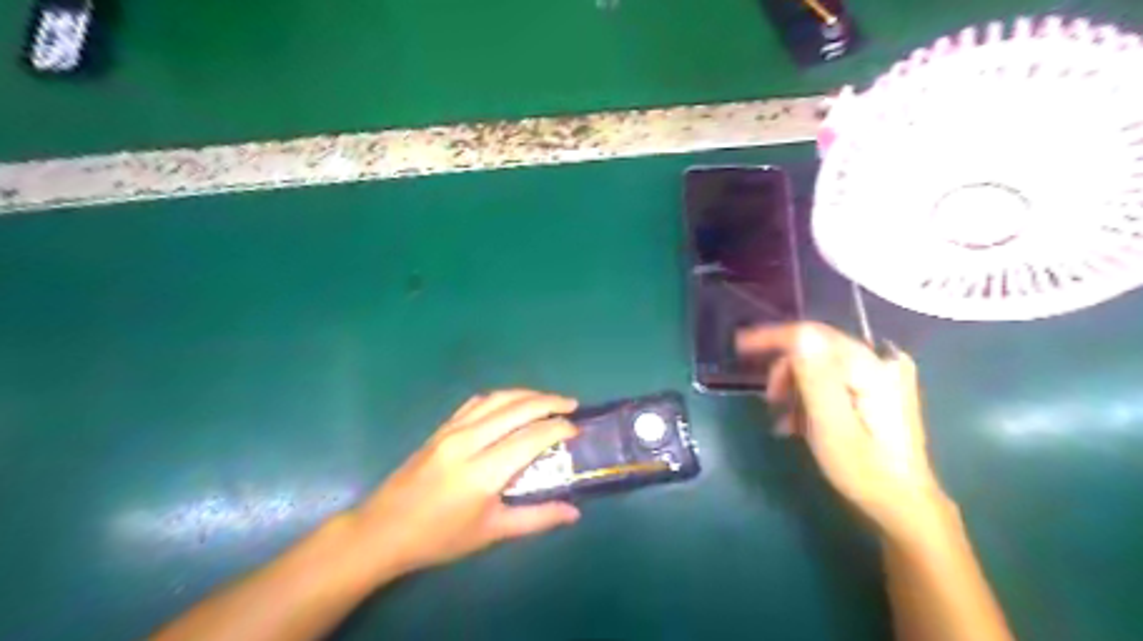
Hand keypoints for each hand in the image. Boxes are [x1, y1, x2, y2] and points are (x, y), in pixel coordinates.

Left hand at [348, 391, 579, 580]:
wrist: (383, 530)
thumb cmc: (439, 538)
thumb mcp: (491, 533)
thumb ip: (536, 518)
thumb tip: (574, 512)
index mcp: (483, 472)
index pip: (531, 437)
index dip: (559, 428)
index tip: (576, 430)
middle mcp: (469, 442)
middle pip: (517, 408)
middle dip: (549, 402)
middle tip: (572, 405)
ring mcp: (452, 430)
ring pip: (498, 398)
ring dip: (527, 394)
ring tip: (549, 400)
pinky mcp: (441, 427)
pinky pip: (478, 402)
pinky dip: (502, 397)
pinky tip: (512, 404)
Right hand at [737, 323, 952, 537]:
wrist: (904, 506)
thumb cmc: (864, 471)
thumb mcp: (831, 426)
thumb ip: (816, 378)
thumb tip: (801, 335)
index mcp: (871, 367)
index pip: (812, 334)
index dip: (772, 337)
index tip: (739, 347)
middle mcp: (881, 361)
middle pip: (816, 348)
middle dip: (785, 371)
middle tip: (770, 402)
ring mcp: (883, 374)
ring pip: (821, 363)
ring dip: (796, 387)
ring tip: (785, 420)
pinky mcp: (879, 388)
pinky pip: (833, 377)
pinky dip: (812, 394)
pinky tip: (802, 421)